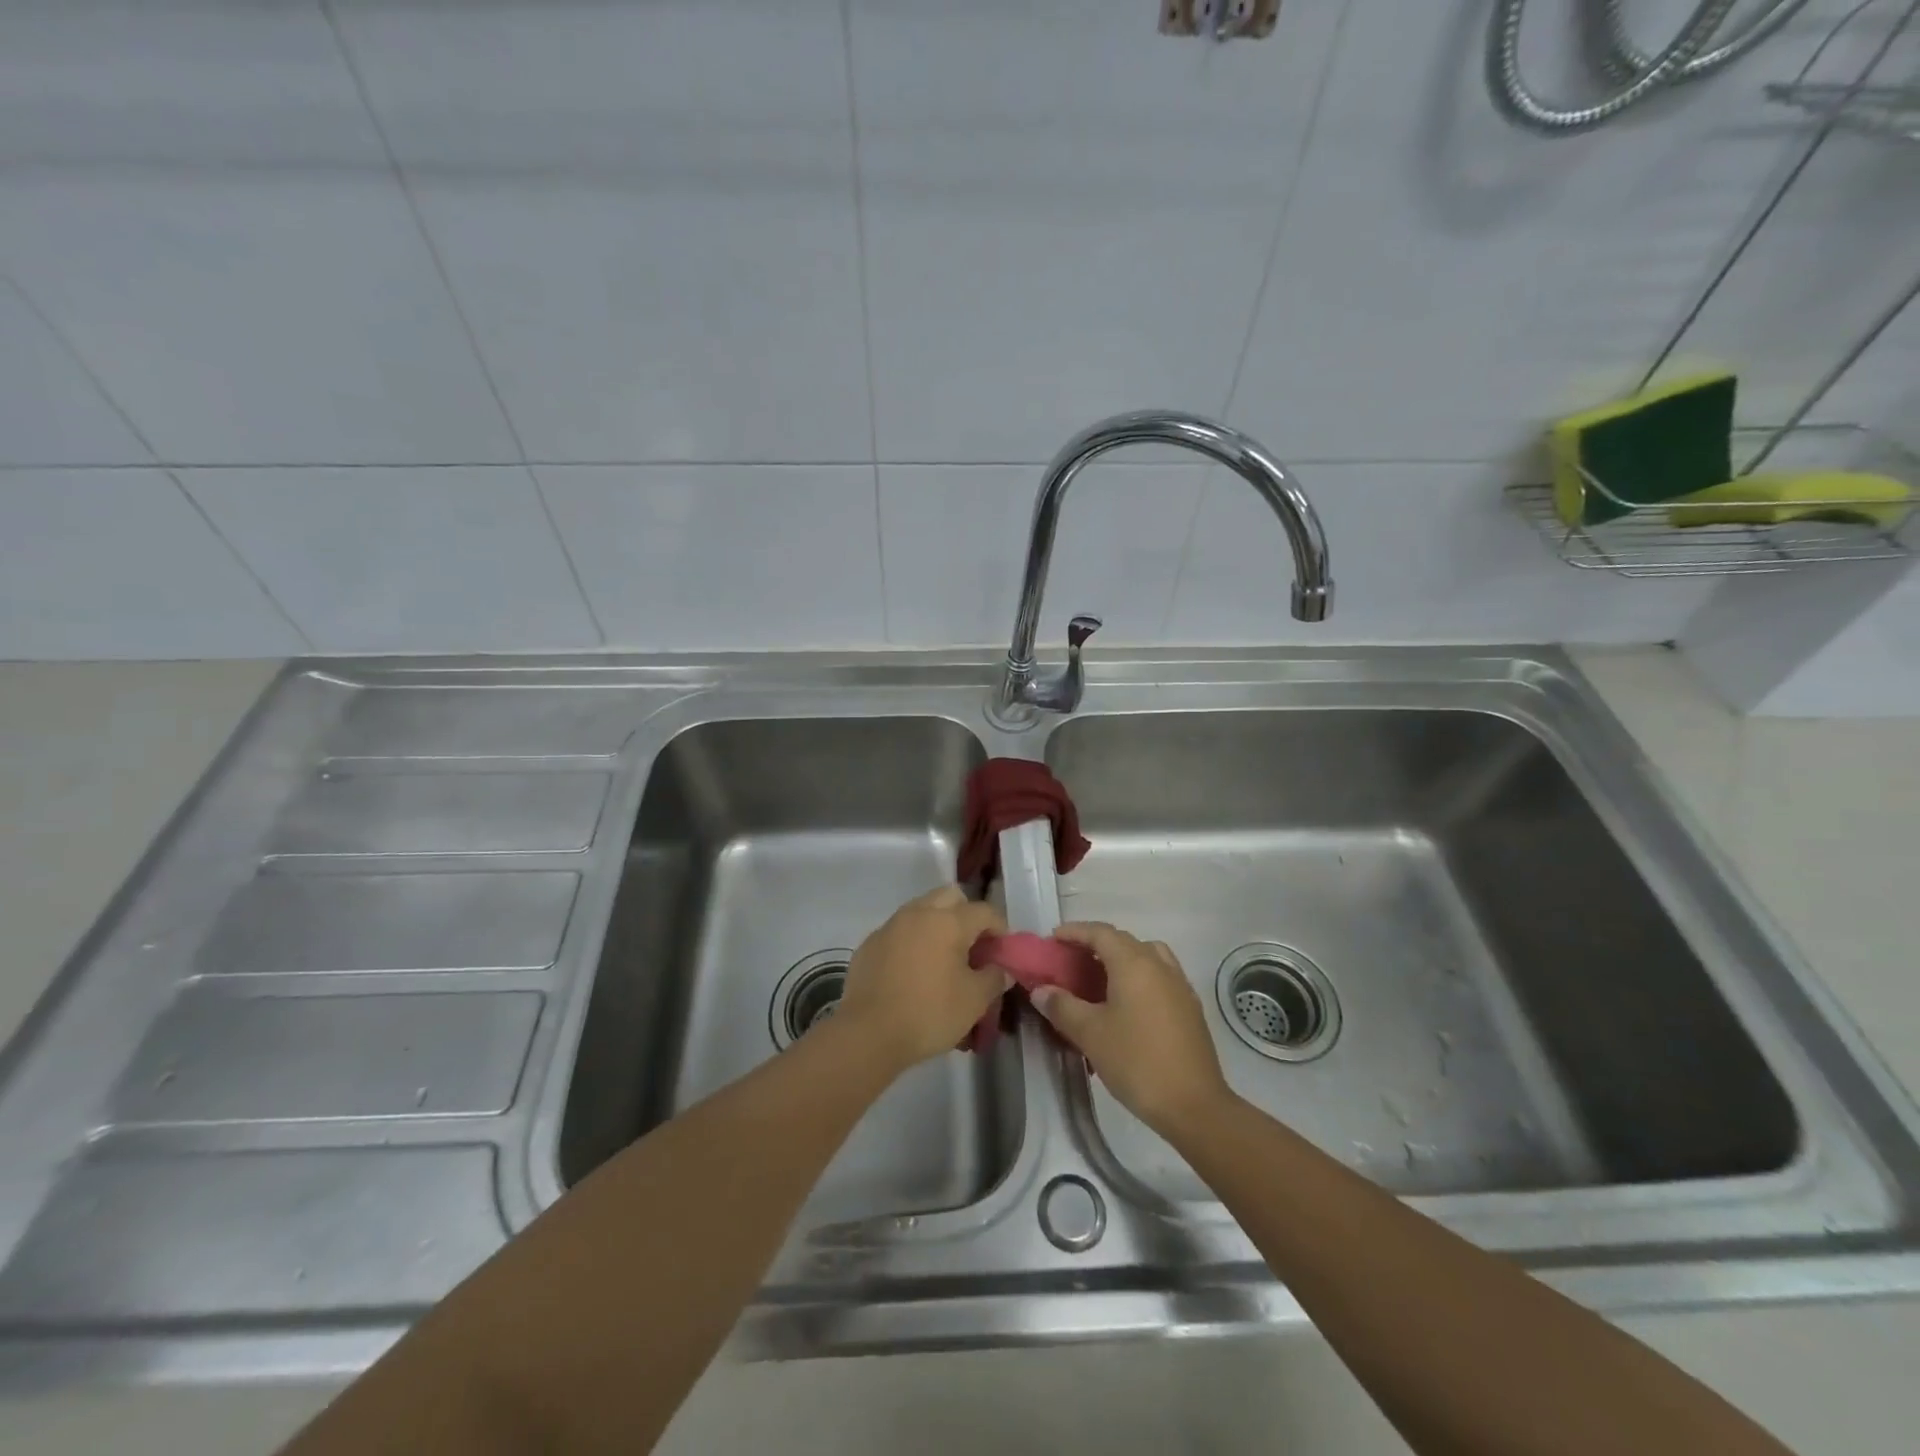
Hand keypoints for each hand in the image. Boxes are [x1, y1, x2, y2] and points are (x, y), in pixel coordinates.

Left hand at [837, 886, 1008, 1070]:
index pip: (984, 911)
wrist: (868, 1033)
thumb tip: (1001, 969)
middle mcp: (919, 913)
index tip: (1003, 950)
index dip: (1000, 928)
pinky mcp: (870, 943)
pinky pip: (900, 930)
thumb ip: (994, 978)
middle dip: (967, 914)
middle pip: (951, 896)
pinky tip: (914, 970)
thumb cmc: (929, 1013)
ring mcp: (891, 925)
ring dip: (938, 924)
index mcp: (948, 921)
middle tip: (973, 946)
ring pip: (922, 909)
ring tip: (944, 957)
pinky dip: (913, 940)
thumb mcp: (974, 1001)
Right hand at [1031, 922, 1231, 1137]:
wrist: (1194, 1105)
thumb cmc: (1137, 1061)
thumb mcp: (1090, 1034)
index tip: (1053, 940)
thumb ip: (1062, 1006)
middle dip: (1095, 946)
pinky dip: (1139, 978)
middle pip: (1123, 941)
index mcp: (1134, 963)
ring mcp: (1179, 985)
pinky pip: (1159, 977)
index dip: (1074, 932)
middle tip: (1070, 962)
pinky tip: (1127, 1006)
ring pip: (1146, 956)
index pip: (1100, 932)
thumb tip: (1041, 990)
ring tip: (1100, 980)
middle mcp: (1159, 965)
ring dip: (1121, 959)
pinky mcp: (1190, 1007)